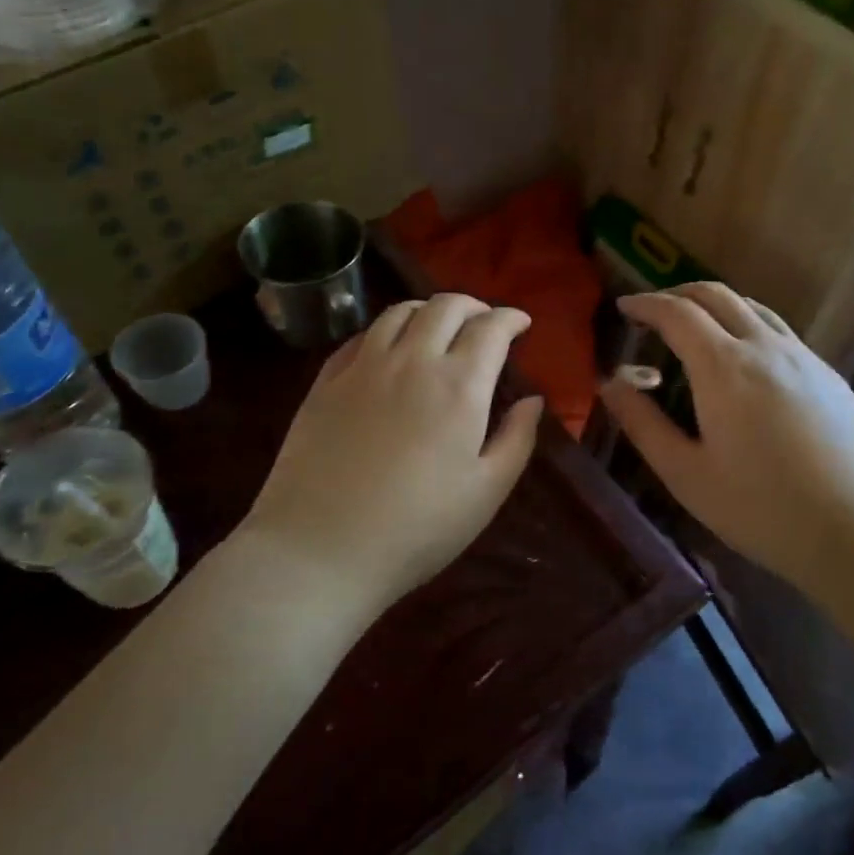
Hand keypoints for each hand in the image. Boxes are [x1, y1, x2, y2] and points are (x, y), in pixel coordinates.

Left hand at [239, 294, 544, 612]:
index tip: (521, 324)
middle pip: (446, 306)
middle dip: (473, 305)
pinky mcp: (326, 382)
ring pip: (400, 312)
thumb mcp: (486, 492)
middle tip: (484, 322)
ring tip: (439, 326)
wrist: (321, 549)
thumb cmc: (417, 529)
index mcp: (459, 385)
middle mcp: (412, 361)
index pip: (491, 328)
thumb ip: (516, 439)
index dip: (510, 319)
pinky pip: (361, 336)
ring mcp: (363, 367)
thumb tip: (532, 400)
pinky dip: (387, 329)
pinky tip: (389, 348)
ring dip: (429, 310)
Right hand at [597, 284, 853, 591]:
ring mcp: (804, 358)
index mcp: (724, 367)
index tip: (624, 307)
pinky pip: (780, 333)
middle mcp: (766, 347)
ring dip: (716, 306)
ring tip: (696, 329)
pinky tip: (745, 363)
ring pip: (754, 308)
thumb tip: (611, 384)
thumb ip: (643, 424)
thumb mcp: (686, 474)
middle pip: (717, 295)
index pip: (677, 313)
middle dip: (679, 293)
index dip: (646, 304)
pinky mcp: (829, 376)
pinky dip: (748, 327)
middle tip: (654, 312)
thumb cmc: (760, 509)